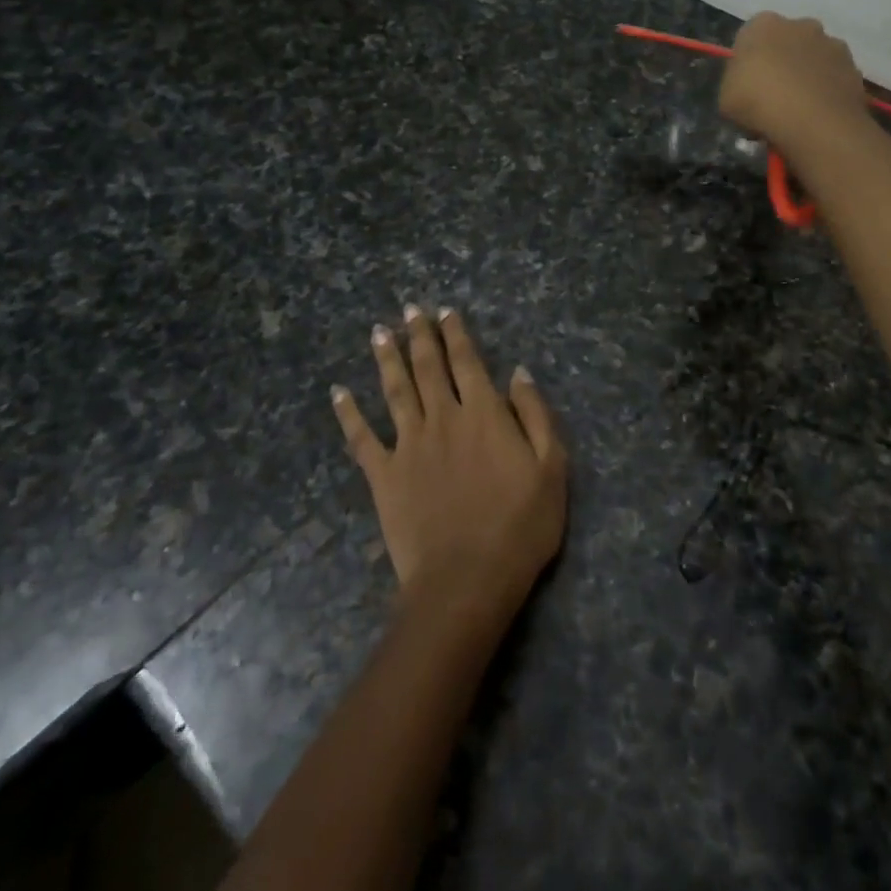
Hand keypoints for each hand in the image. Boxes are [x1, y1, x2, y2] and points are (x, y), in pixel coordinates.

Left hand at [332, 307, 567, 612]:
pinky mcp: (384, 476)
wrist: (466, 580)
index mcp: (484, 414)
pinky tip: (338, 393)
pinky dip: (348, 414)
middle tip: (410, 310)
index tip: (446, 312)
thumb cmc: (520, 526)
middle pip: (428, 368)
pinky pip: (361, 438)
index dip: (457, 334)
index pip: (468, 363)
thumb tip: (518, 372)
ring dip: (387, 359)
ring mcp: (409, 445)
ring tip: (380, 332)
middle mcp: (443, 418)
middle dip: (420, 336)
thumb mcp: (552, 468)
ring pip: (395, 391)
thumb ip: (535, 415)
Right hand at [718, 12, 869, 151]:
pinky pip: (834, 78)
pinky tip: (819, 114)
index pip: (751, 36)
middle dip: (782, 62)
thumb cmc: (758, 103)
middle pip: (787, 41)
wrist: (812, 121)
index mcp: (763, 24)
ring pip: (814, 58)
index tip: (746, 86)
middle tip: (773, 96)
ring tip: (800, 109)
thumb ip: (736, 82)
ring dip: (807, 75)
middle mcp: (801, 24)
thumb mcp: (725, 97)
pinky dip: (828, 91)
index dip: (748, 61)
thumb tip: (747, 85)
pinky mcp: (854, 67)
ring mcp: (832, 44)